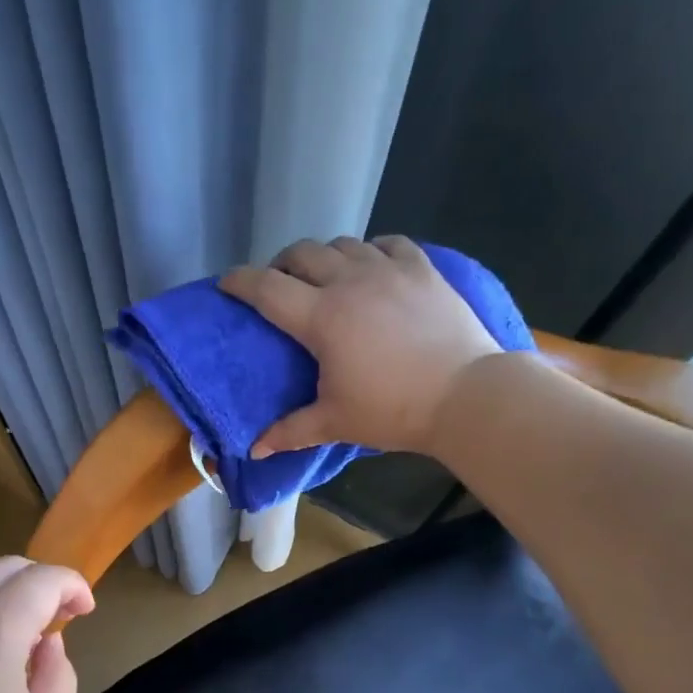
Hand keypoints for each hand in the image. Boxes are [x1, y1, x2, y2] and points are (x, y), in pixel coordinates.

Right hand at [220, 235, 500, 455]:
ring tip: (326, 278)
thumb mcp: (335, 422)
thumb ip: (291, 431)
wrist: (467, 395)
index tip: (226, 284)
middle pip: (302, 253)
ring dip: (325, 256)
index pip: (266, 288)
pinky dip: (371, 250)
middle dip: (282, 264)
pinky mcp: (422, 268)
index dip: (240, 282)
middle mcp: (350, 282)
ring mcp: (389, 269)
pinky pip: (388, 243)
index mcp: (321, 317)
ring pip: (343, 243)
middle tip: (280, 285)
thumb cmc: (393, 409)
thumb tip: (255, 450)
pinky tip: (373, 267)